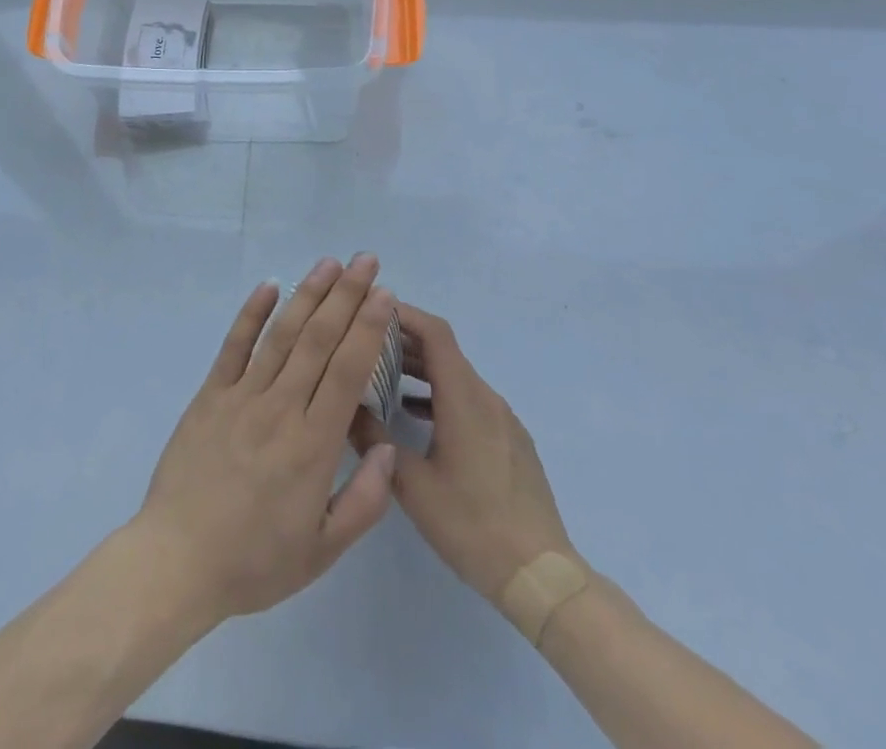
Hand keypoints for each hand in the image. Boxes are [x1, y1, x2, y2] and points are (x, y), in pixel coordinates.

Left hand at [135, 255, 398, 625]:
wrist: (178, 561)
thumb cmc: (255, 561)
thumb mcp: (322, 551)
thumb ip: (365, 500)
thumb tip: (388, 447)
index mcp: (314, 445)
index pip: (348, 371)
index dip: (368, 327)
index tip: (384, 294)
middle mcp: (281, 408)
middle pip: (319, 340)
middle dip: (346, 296)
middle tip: (365, 260)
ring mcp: (242, 396)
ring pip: (282, 334)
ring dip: (307, 294)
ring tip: (329, 263)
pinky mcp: (210, 394)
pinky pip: (234, 345)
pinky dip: (251, 313)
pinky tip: (269, 286)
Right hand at [353, 304, 576, 605]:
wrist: (542, 575)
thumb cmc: (472, 524)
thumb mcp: (412, 484)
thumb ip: (375, 439)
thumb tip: (343, 406)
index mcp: (464, 398)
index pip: (435, 333)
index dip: (405, 314)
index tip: (372, 309)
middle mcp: (486, 397)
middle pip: (444, 351)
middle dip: (405, 340)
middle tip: (365, 342)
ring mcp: (503, 419)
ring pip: (457, 376)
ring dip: (421, 369)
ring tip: (382, 376)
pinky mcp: (510, 440)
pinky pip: (470, 400)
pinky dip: (440, 394)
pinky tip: (416, 416)